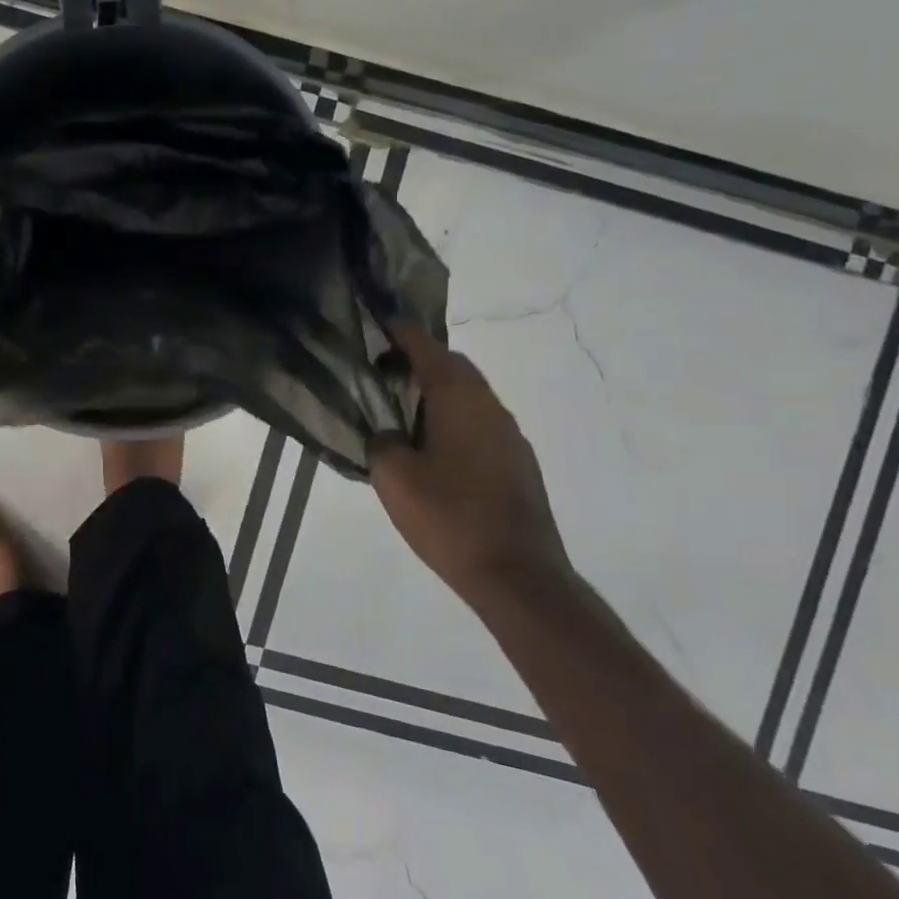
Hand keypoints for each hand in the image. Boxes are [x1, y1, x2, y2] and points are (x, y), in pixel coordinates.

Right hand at [368, 322, 570, 602]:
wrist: (517, 576)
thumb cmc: (449, 517)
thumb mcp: (394, 477)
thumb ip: (382, 441)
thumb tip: (388, 434)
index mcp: (459, 399)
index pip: (428, 348)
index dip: (402, 332)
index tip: (380, 322)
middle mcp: (490, 407)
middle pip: (454, 367)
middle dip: (419, 359)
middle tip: (383, 369)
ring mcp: (510, 436)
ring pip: (469, 395)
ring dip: (437, 391)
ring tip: (402, 408)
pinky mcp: (518, 464)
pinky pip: (479, 422)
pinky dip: (452, 418)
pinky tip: (432, 447)